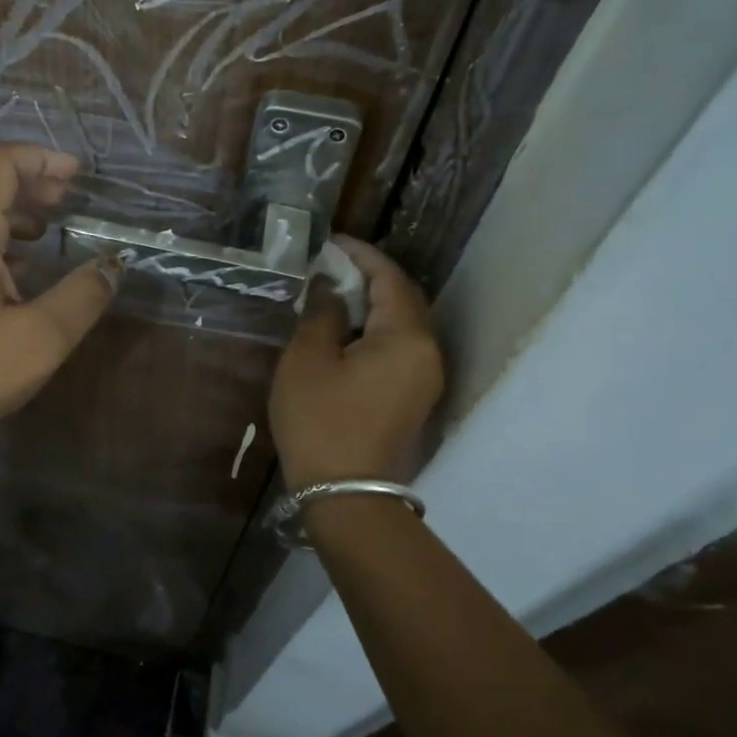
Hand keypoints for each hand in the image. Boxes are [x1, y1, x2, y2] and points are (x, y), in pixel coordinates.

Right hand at [269, 237, 444, 489]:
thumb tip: (331, 286)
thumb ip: (322, 312)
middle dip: (370, 276)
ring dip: (374, 302)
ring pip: (404, 323)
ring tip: (335, 292)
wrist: (346, 495)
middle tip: (331, 265)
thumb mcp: (308, 359)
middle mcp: (428, 352)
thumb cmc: (321, 421)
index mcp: (406, 337)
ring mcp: (426, 377)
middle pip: (404, 298)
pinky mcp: (416, 396)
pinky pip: (401, 346)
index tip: (331, 242)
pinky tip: (347, 330)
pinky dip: (377, 328)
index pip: (390, 278)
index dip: (361, 255)